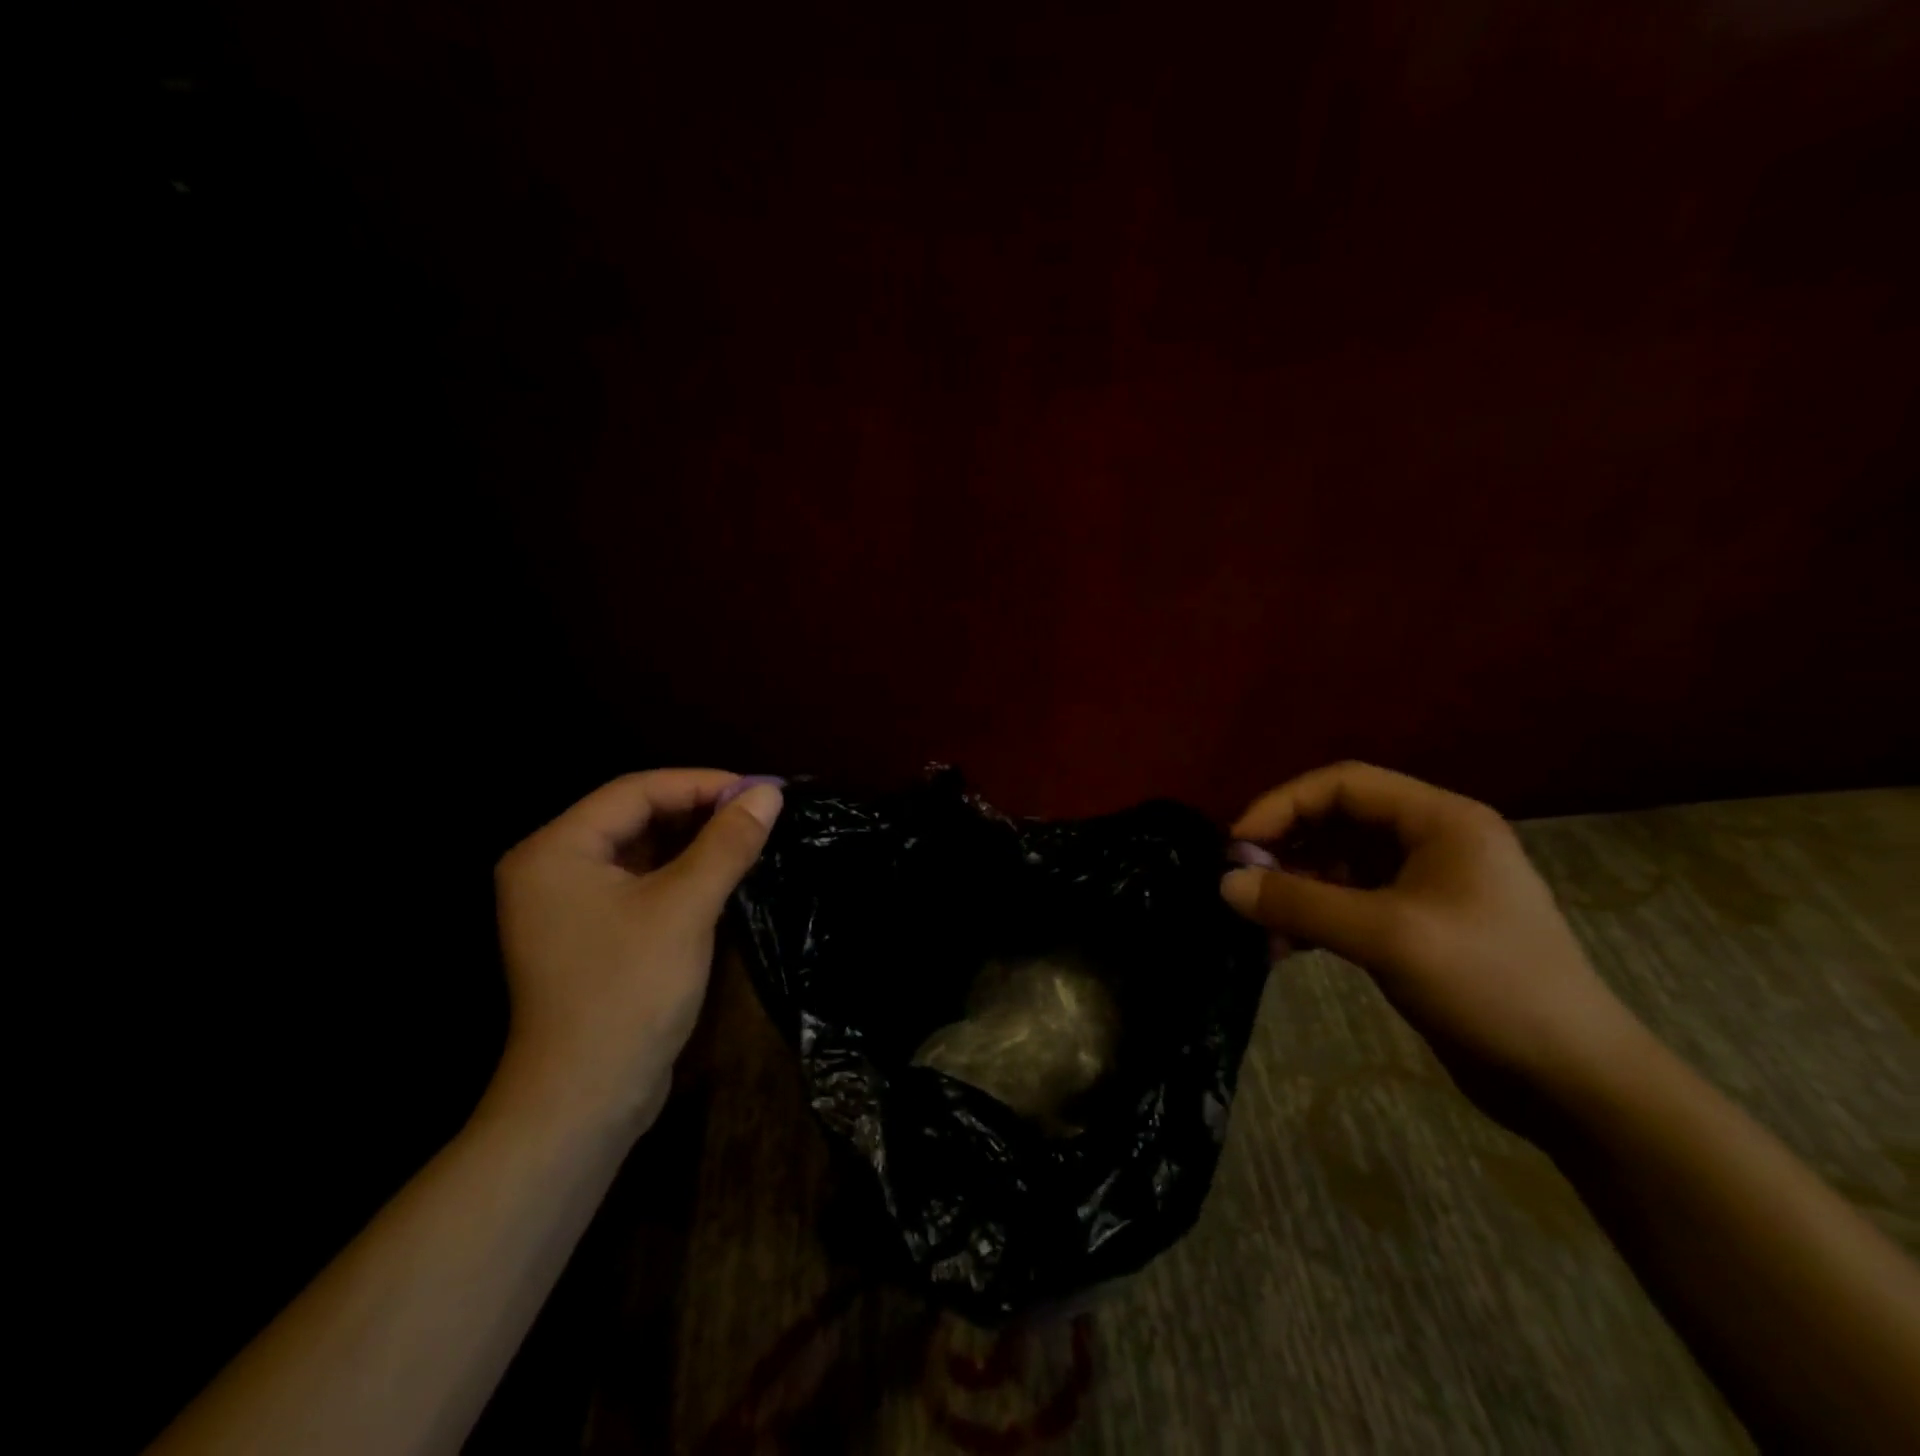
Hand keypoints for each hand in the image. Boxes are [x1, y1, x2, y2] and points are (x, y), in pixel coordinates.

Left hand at [491, 769, 782, 1131]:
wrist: (584, 1101)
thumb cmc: (628, 993)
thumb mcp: (685, 908)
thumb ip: (728, 843)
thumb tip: (769, 792)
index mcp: (556, 850)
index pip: (635, 791)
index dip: (702, 783)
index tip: (759, 790)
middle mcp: (552, 868)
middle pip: (635, 816)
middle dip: (700, 811)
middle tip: (760, 812)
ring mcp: (568, 905)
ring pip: (641, 850)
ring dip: (694, 842)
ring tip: (750, 836)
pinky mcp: (589, 934)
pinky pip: (640, 883)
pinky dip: (680, 873)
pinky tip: (722, 874)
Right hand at [1220, 762, 1644, 1092]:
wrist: (1572, 1081)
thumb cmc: (1489, 986)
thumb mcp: (1387, 937)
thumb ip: (1300, 904)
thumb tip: (1224, 884)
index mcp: (1440, 820)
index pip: (1343, 784)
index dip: (1283, 804)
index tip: (1237, 845)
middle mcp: (1431, 841)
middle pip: (1336, 821)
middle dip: (1284, 848)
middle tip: (1241, 884)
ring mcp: (1423, 885)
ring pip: (1337, 865)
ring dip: (1293, 888)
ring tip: (1260, 926)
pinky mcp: (1414, 926)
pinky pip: (1347, 903)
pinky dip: (1312, 918)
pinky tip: (1285, 948)